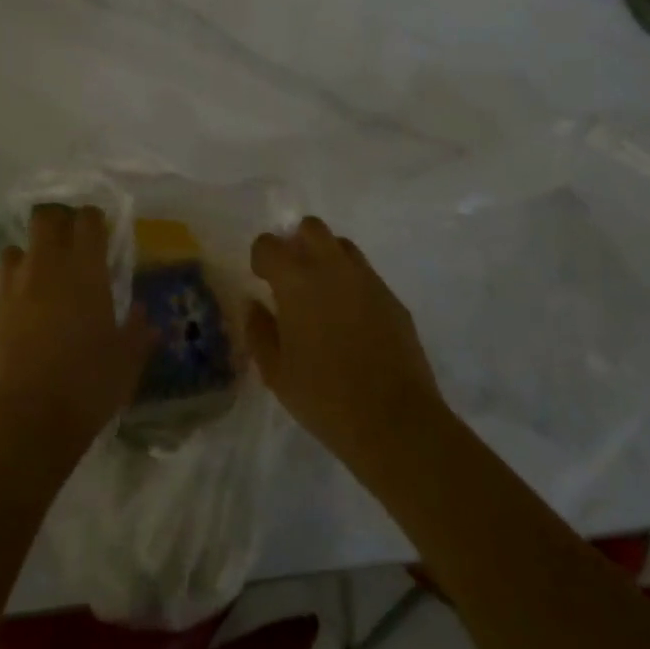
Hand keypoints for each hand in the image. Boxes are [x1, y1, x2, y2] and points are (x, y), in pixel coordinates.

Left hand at [0, 204, 156, 455]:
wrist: (28, 420)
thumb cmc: (89, 383)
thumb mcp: (127, 360)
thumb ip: (136, 332)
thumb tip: (144, 315)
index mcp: (84, 269)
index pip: (87, 219)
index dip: (92, 220)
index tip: (98, 232)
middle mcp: (45, 267)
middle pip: (44, 219)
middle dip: (55, 223)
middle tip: (66, 243)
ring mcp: (9, 290)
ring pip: (12, 252)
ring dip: (25, 261)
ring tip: (36, 283)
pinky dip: (6, 306)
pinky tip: (14, 328)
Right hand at [247, 217, 446, 474]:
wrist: (395, 421)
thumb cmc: (324, 397)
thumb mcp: (275, 372)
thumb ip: (258, 330)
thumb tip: (254, 304)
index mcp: (296, 280)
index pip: (269, 244)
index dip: (261, 258)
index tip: (262, 280)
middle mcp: (332, 267)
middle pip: (311, 227)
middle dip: (297, 242)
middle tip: (292, 276)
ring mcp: (367, 280)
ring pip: (342, 245)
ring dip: (326, 258)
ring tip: (322, 294)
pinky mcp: (392, 298)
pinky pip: (366, 275)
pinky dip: (352, 284)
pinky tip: (351, 320)